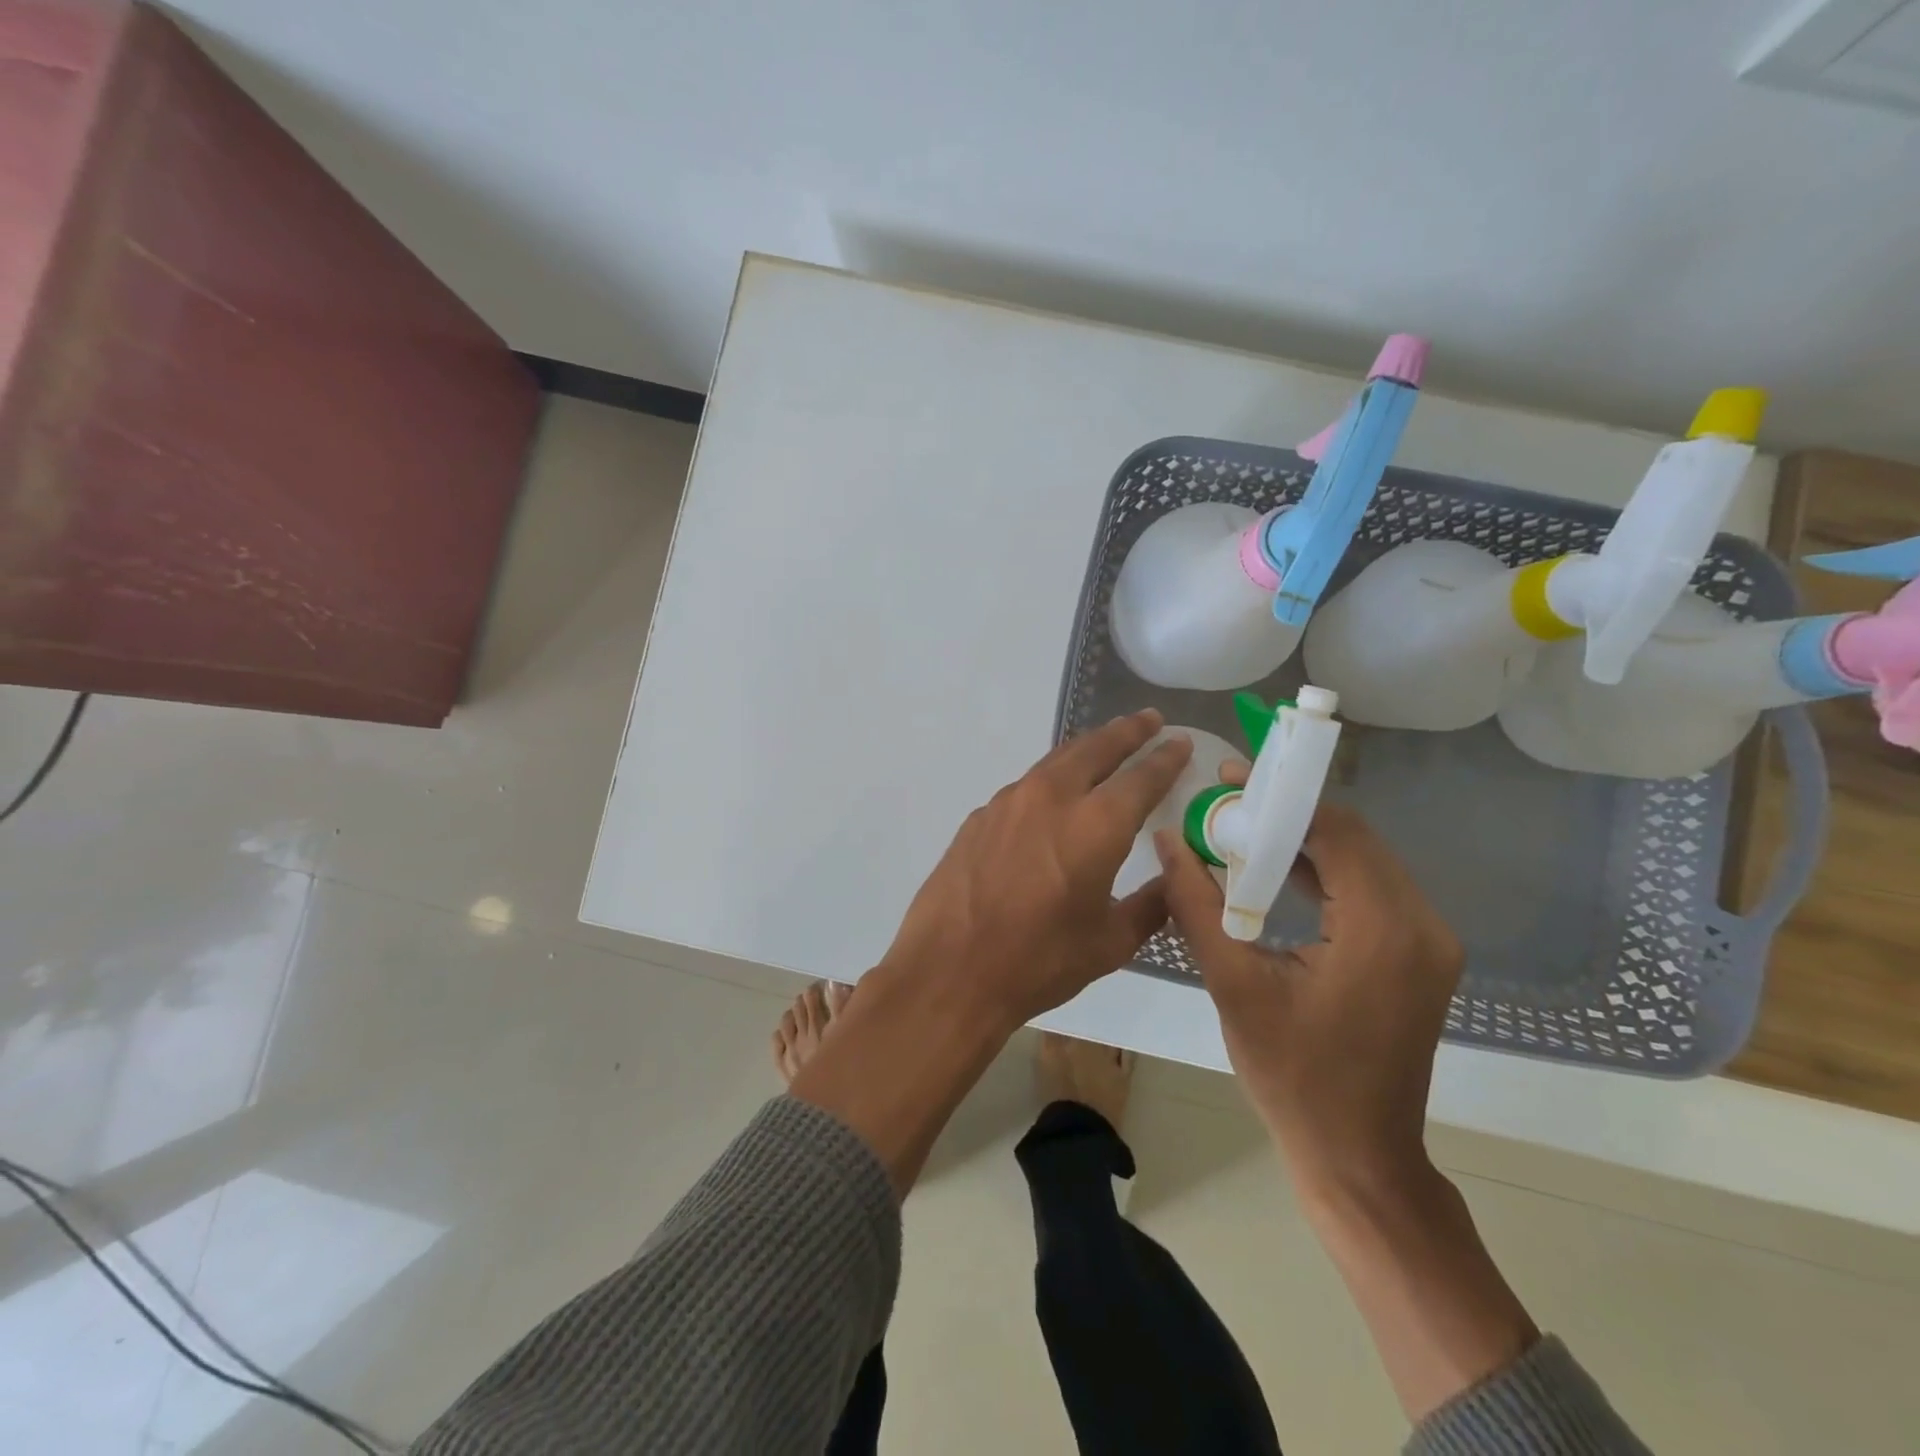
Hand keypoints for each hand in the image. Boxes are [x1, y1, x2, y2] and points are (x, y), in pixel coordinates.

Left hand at [878, 709, 1192, 1029]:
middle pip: (1096, 748)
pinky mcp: (980, 816)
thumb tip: (1170, 884)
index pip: (1142, 777)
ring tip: (1105, 746)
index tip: (1181, 742)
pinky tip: (1053, 797)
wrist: (949, 971)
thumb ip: (1149, 906)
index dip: (1166, 758)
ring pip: (1056, 761)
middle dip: (1127, 731)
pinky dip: (1050, 780)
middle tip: (1149, 720)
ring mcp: (1009, 802)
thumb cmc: (1038, 962)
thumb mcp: (1109, 943)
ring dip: (1086, 749)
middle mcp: (1052, 798)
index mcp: (1096, 825)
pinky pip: (1025, 787)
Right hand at [1155, 800, 1462, 1198]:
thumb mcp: (1233, 984)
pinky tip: (1275, 870)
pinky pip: (1369, 890)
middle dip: (1289, 814)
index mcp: (1384, 928)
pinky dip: (1323, 872)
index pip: (1336, 831)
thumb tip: (1167, 838)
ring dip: (1304, 841)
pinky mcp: (1417, 955)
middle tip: (1227, 803)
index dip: (1281, 798)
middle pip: (1353, 839)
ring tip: (1241, 829)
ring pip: (1362, 860)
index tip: (1228, 779)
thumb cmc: (1292, 1075)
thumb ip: (1196, 903)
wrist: (1357, 1155)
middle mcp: (1421, 924)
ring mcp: (1427, 941)